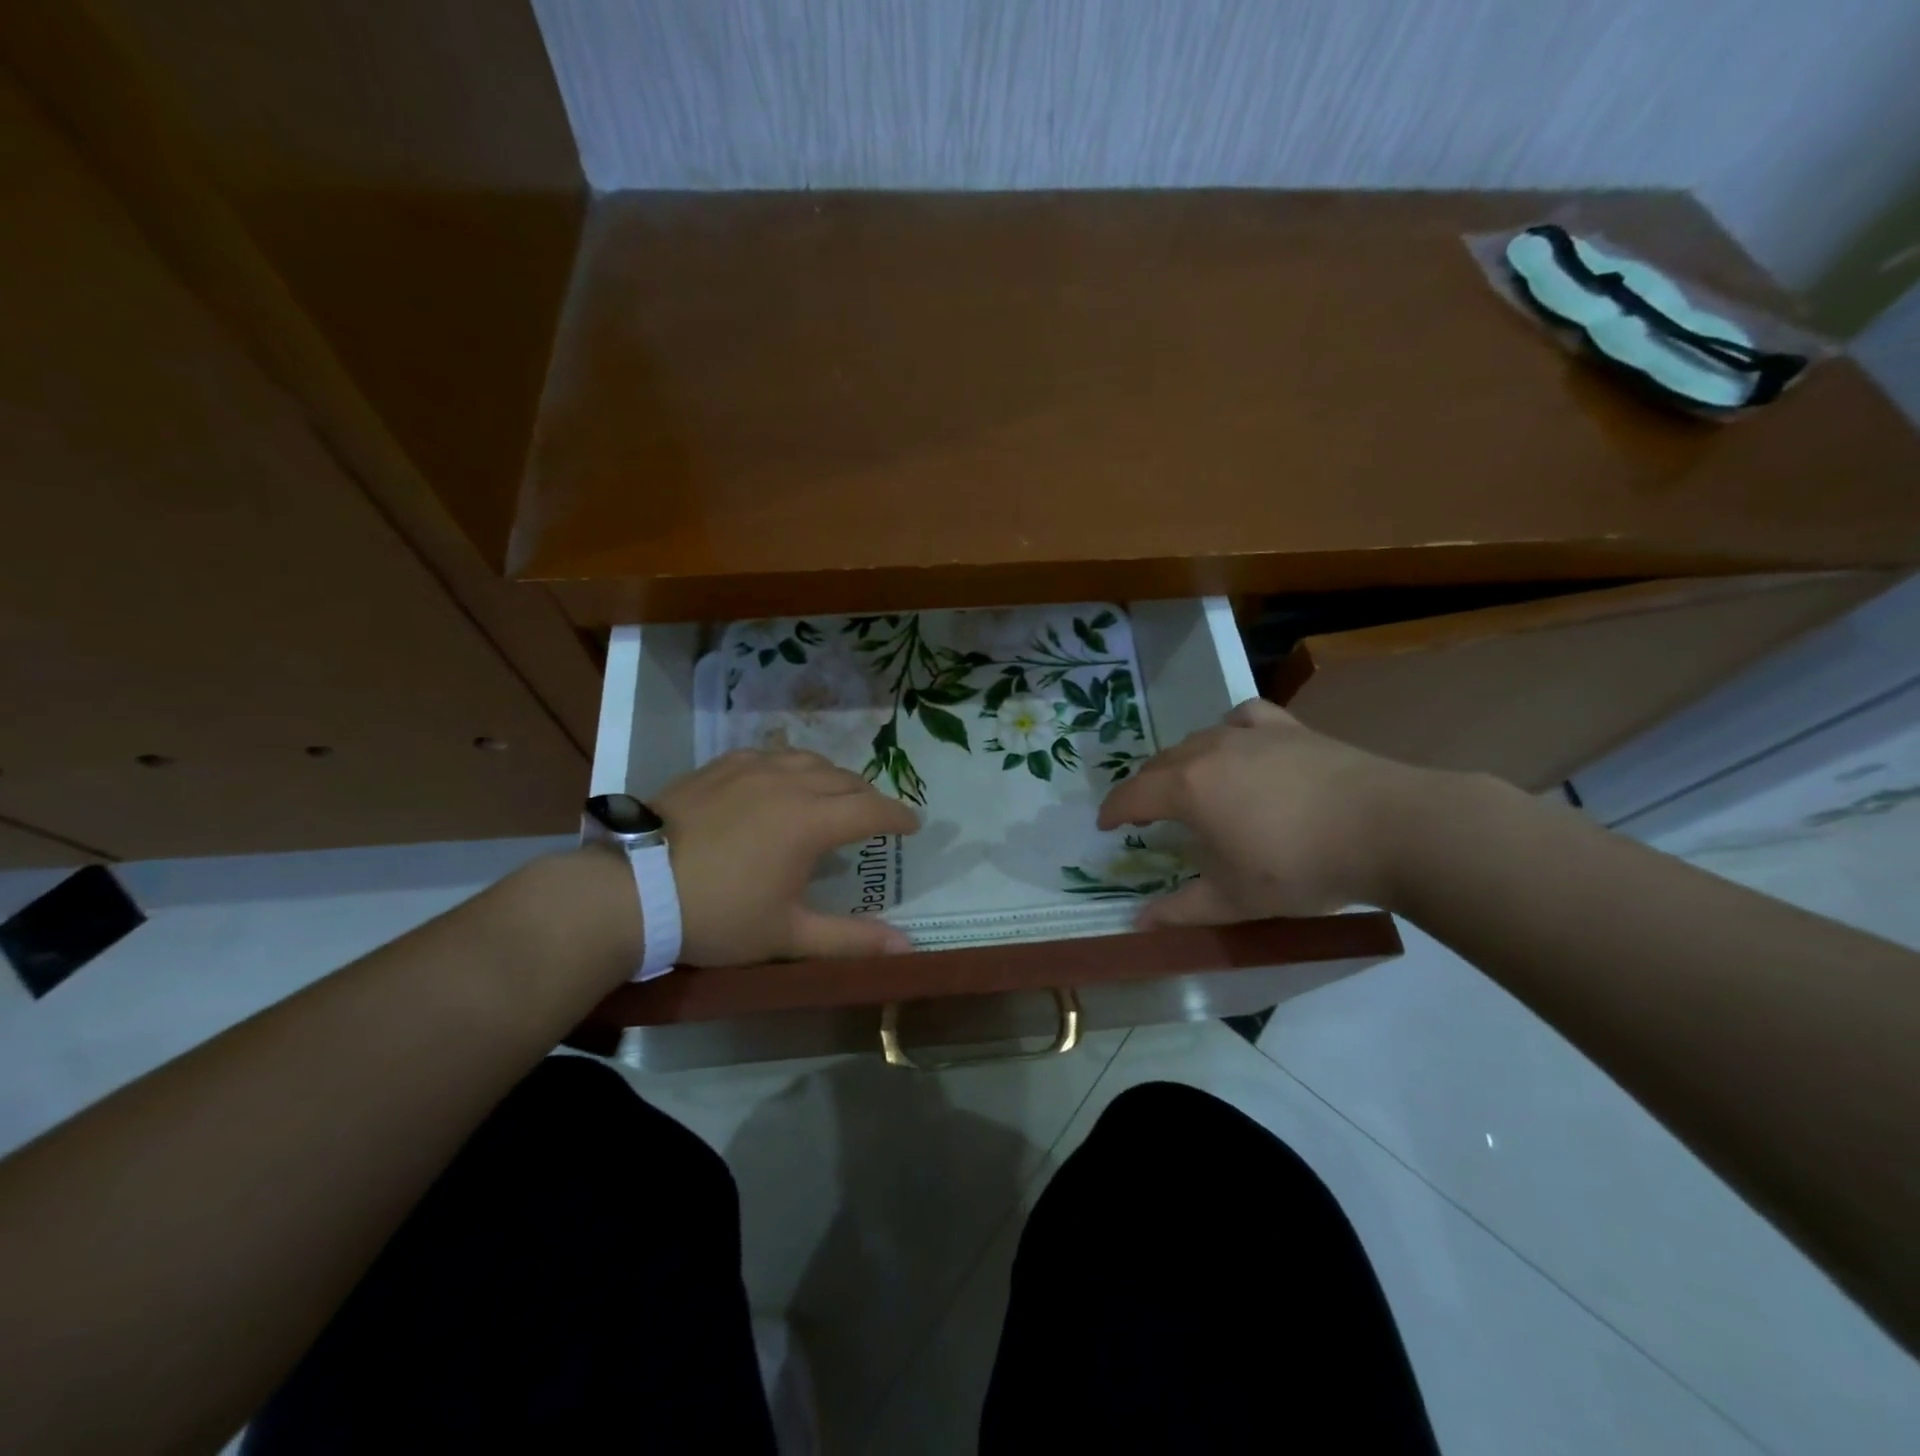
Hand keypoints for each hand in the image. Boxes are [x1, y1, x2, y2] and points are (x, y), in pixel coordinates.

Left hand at [654, 748, 920, 963]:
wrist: (633, 890)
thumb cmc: (717, 915)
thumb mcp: (787, 934)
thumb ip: (850, 939)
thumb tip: (906, 946)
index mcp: (811, 821)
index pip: (872, 809)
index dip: (898, 816)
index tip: (914, 825)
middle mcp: (788, 783)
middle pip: (845, 779)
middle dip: (868, 797)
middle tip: (874, 817)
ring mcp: (751, 769)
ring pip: (808, 760)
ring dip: (831, 776)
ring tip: (833, 794)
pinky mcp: (720, 767)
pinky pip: (769, 755)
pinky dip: (790, 766)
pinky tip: (781, 779)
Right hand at [1097, 699, 1432, 925]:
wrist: (1387, 828)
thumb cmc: (1300, 867)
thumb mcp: (1236, 899)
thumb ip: (1182, 911)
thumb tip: (1138, 924)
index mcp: (1187, 789)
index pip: (1132, 795)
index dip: (1112, 810)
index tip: (1104, 825)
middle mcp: (1208, 751)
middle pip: (1159, 764)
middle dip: (1144, 788)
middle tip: (1145, 814)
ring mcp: (1249, 734)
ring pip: (1196, 739)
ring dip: (1180, 762)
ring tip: (1188, 784)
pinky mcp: (1287, 728)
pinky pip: (1242, 718)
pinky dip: (1228, 729)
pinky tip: (1237, 742)